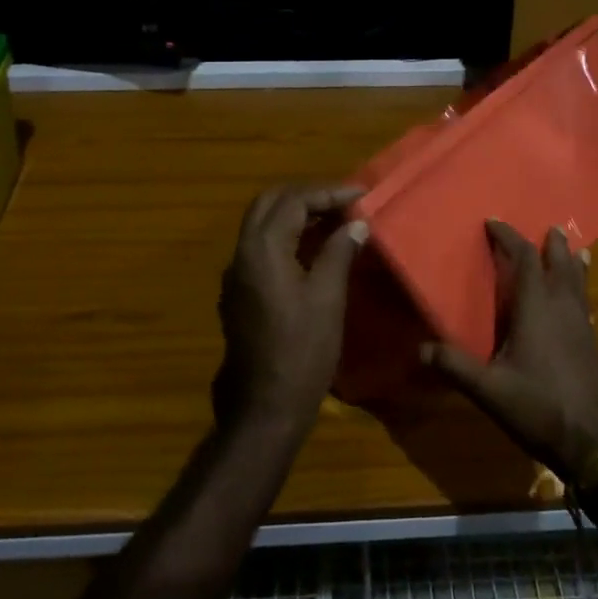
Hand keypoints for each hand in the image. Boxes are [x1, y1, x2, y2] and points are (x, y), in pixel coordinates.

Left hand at [214, 184, 368, 437]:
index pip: (294, 201)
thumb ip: (339, 252)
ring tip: (334, 220)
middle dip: (306, 195)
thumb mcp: (328, 298)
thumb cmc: (302, 351)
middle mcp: (242, 253)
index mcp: (262, 249)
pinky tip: (312, 249)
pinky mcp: (238, 292)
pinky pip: (260, 246)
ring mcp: (236, 274)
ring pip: (261, 223)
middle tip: (342, 202)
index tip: (361, 195)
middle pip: (269, 203)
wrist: (264, 406)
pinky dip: (284, 235)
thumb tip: (356, 224)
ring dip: (294, 214)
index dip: (328, 192)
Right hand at [421, 221, 597, 477]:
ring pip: (579, 282)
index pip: (524, 259)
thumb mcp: (489, 390)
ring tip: (573, 250)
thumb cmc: (540, 407)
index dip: (509, 238)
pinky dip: (581, 289)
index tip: (493, 223)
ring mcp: (582, 325)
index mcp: (536, 308)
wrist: (597, 442)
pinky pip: (585, 303)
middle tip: (547, 228)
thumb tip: (420, 348)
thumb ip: (456, 366)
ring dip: (572, 263)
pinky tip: (580, 302)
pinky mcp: (592, 344)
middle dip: (551, 244)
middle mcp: (562, 308)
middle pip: (560, 264)